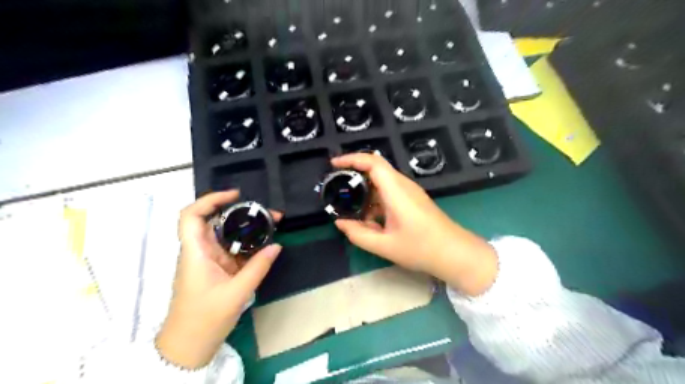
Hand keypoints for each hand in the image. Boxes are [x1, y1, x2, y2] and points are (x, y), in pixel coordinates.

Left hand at [157, 190, 281, 369]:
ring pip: (226, 235)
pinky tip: (264, 243)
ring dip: (247, 228)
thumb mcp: (236, 293)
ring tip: (272, 223)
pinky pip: (232, 250)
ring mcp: (209, 260)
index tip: (235, 196)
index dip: (210, 200)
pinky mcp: (216, 269)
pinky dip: (248, 244)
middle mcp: (200, 251)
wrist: (188, 346)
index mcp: (196, 253)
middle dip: (241, 213)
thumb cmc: (204, 319)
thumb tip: (276, 246)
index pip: (192, 216)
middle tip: (268, 212)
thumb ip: (257, 267)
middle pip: (216, 221)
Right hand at [331, 153, 498, 295]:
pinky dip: (375, 199)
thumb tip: (339, 223)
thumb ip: (358, 234)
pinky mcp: (413, 199)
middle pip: (376, 169)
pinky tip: (368, 217)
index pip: (373, 162)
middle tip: (336, 186)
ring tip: (349, 205)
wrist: (455, 253)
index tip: (334, 165)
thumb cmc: (421, 248)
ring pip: (382, 181)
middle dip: (354, 174)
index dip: (351, 158)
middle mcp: (403, 185)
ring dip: (365, 190)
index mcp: (396, 191)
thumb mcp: (384, 245)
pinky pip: (389, 192)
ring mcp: (410, 192)